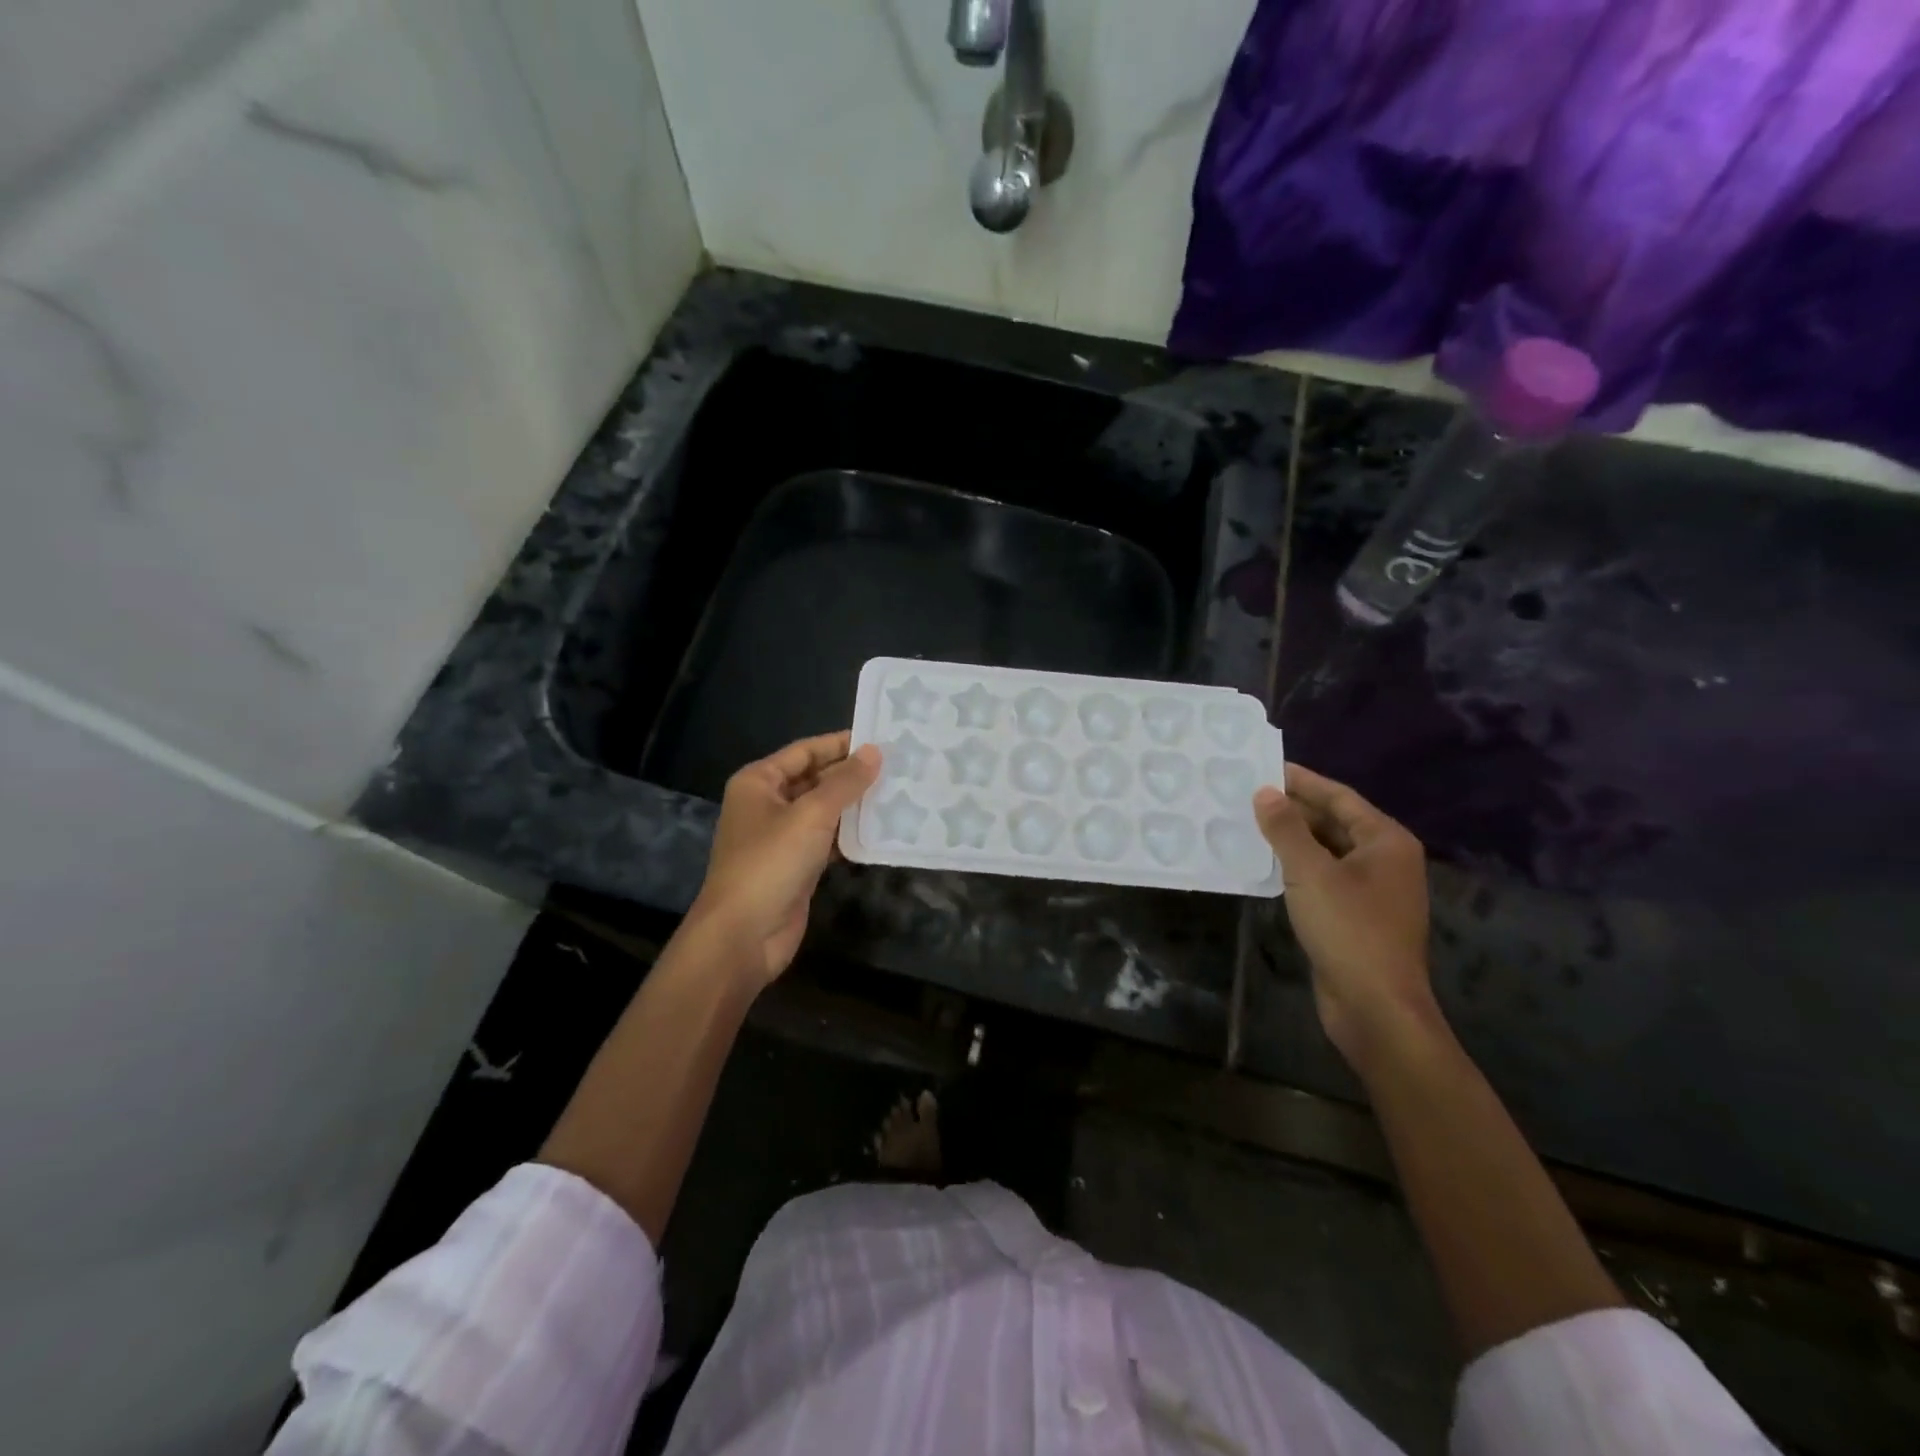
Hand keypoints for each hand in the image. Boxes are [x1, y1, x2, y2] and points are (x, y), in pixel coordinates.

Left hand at [688, 731, 880, 984]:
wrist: (743, 935)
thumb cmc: (771, 863)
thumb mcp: (811, 815)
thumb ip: (845, 782)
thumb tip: (875, 751)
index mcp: (759, 782)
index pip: (805, 751)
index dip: (841, 744)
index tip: (881, 739)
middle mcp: (767, 804)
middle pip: (815, 779)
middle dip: (852, 774)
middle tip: (898, 766)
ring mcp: (781, 837)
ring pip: (824, 811)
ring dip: (855, 805)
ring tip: (899, 792)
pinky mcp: (796, 865)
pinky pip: (827, 839)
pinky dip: (851, 834)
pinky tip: (882, 829)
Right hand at [1253, 764, 1437, 1066]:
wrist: (1375, 1007)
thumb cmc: (1349, 930)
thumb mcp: (1310, 873)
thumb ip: (1286, 829)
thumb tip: (1265, 792)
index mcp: (1386, 841)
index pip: (1340, 797)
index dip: (1302, 781)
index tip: (1265, 767)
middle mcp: (1385, 860)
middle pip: (1335, 822)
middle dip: (1294, 809)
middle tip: (1249, 795)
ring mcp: (1372, 891)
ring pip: (1327, 851)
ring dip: (1292, 839)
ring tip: (1250, 824)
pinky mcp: (1356, 917)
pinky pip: (1323, 878)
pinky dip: (1296, 867)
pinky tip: (1265, 865)